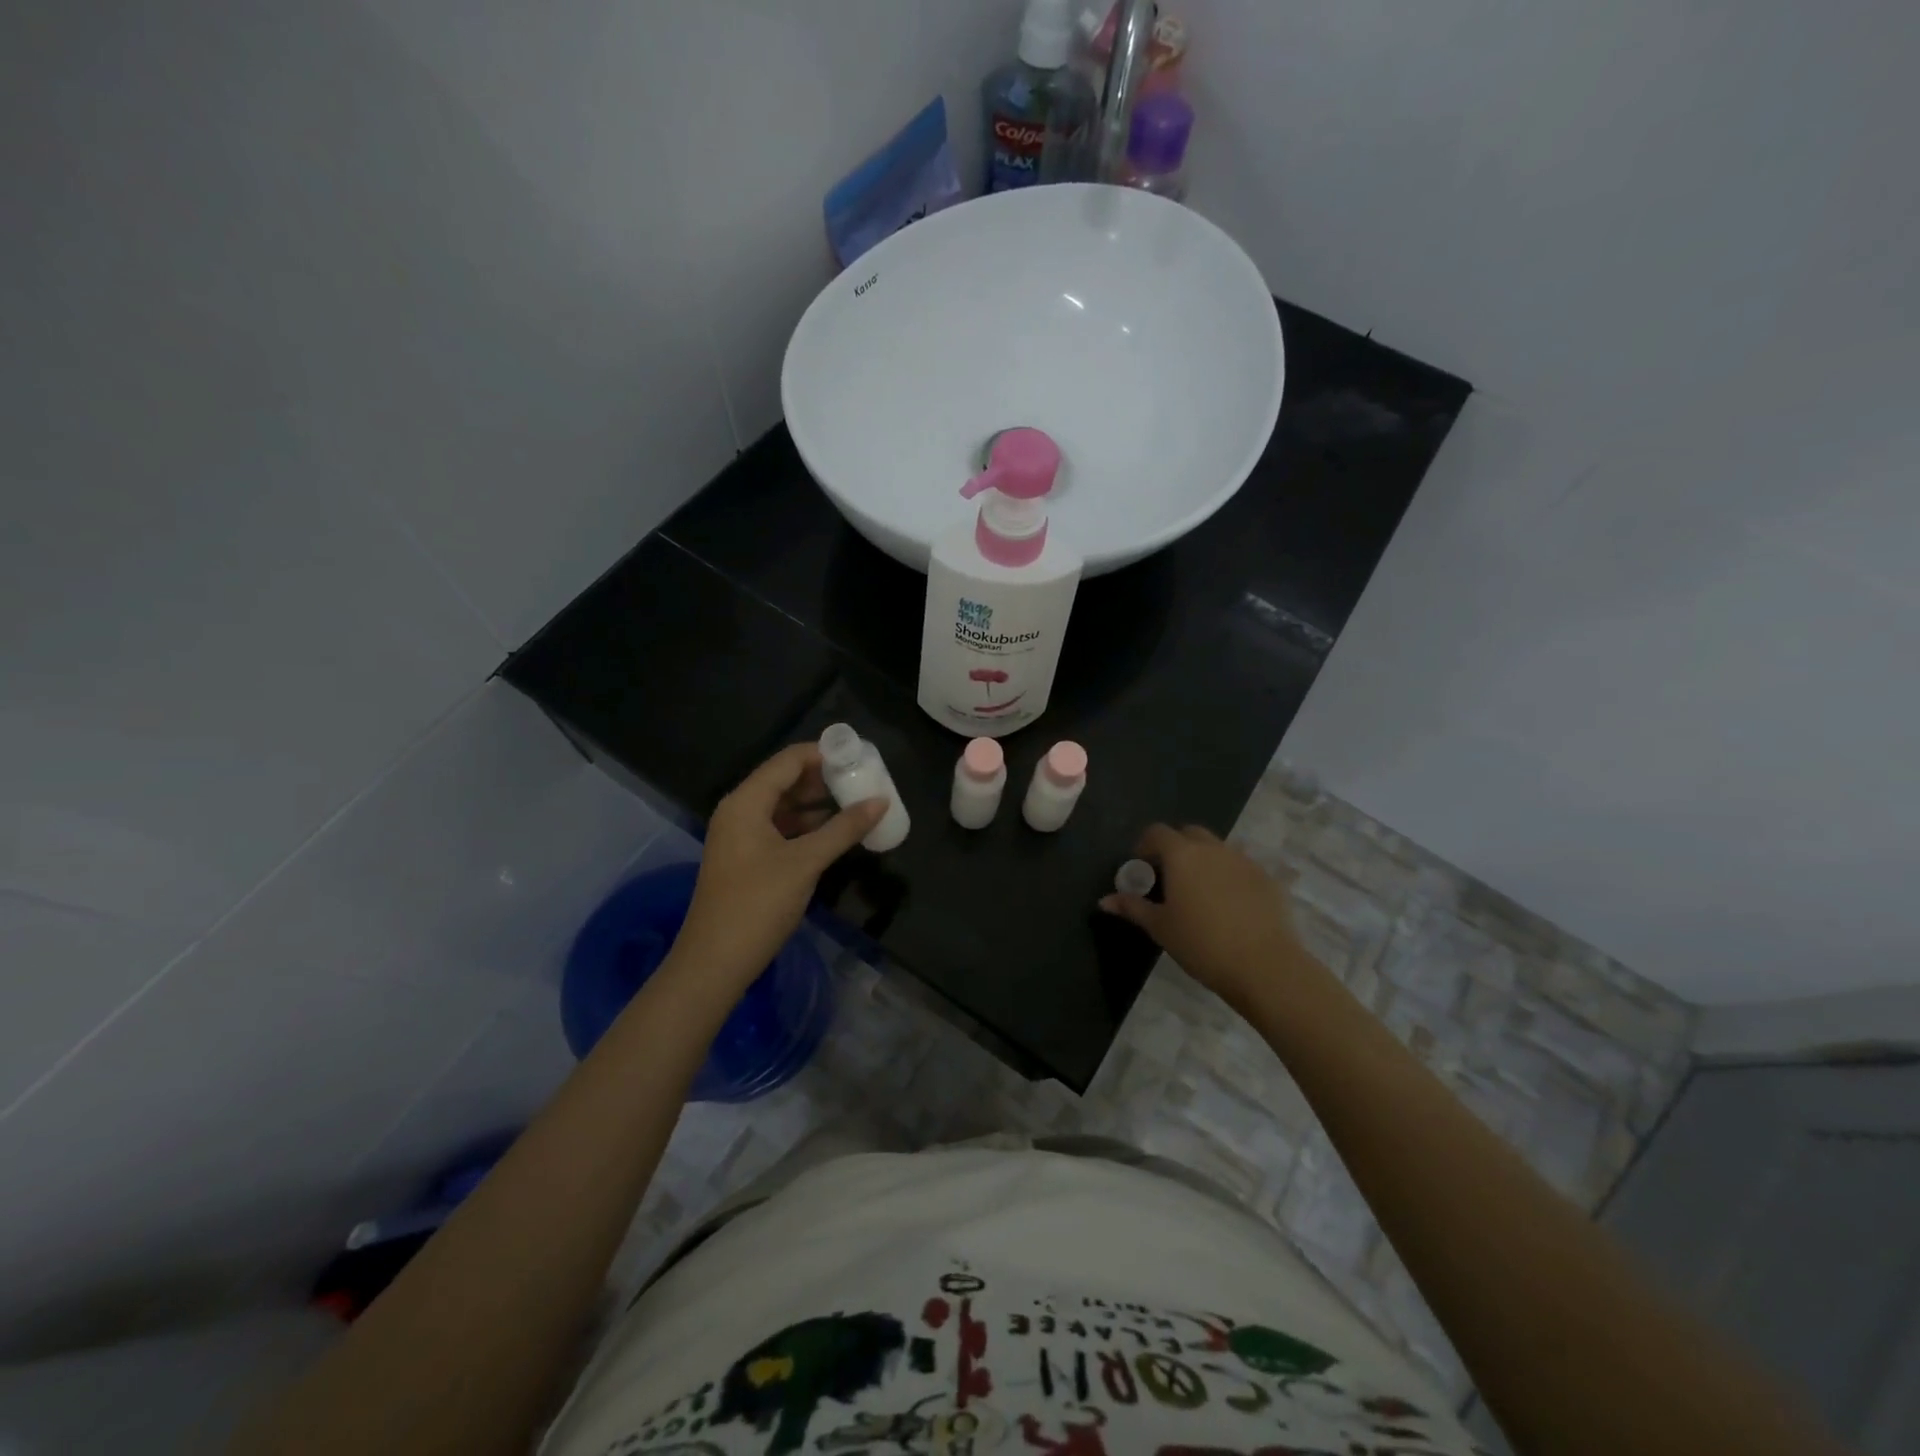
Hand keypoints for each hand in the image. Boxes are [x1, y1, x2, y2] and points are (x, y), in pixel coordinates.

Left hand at [673, 743, 885, 988]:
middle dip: (823, 778)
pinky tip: (834, 832)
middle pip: (784, 780)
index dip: (824, 754)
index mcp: (745, 802)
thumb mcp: (806, 862)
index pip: (788, 761)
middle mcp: (739, 811)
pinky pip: (779, 828)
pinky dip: (806, 826)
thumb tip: (881, 801)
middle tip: (863, 779)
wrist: (715, 962)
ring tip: (856, 802)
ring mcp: (740, 836)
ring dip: (817, 803)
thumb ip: (844, 828)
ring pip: (783, 806)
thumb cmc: (758, 904)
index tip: (860, 757)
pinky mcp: (746, 859)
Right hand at [1100, 823, 1314, 1009]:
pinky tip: (1230, 906)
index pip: (1157, 832)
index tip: (1141, 867)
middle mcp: (1213, 848)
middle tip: (1169, 877)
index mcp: (1182, 855)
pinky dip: (1230, 876)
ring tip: (1200, 893)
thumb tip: (1104, 900)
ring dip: (1204, 861)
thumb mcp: (1160, 927)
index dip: (1145, 845)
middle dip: (1176, 847)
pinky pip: (1241, 867)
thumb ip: (1133, 907)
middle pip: (1189, 834)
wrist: (1264, 966)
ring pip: (1218, 849)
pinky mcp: (1268, 878)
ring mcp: (1244, 861)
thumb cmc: (1202, 944)